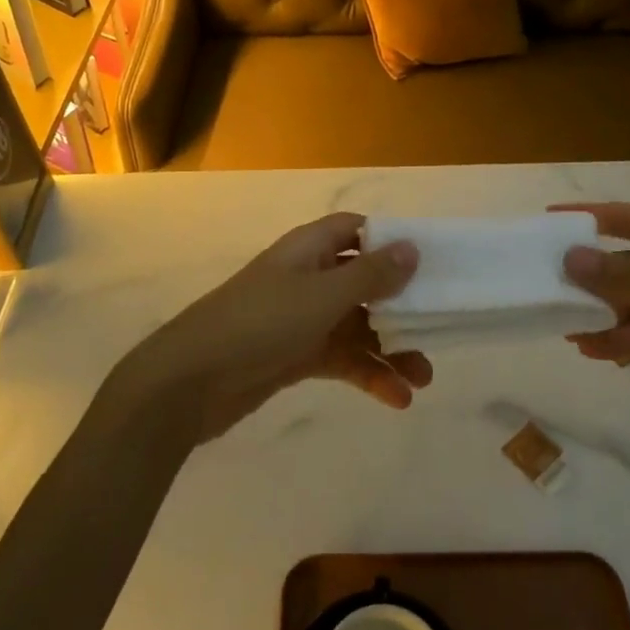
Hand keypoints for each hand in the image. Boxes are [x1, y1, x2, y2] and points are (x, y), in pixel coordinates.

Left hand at [122, 213, 428, 441]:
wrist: (192, 380)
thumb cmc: (261, 322)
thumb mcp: (323, 295)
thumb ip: (371, 274)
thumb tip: (412, 247)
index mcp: (311, 248)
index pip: (357, 230)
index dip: (392, 241)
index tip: (430, 263)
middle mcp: (310, 277)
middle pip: (366, 282)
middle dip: (401, 307)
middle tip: (437, 330)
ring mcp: (303, 318)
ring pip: (358, 326)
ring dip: (391, 349)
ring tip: (424, 379)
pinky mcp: (297, 355)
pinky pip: (342, 358)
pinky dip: (368, 374)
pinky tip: (396, 398)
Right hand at [558, 202, 629, 428]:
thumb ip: (629, 275)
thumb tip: (570, 258)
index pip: (623, 218)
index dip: (584, 218)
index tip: (544, 224)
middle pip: (624, 264)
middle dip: (587, 278)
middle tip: (544, 293)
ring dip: (602, 317)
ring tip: (566, 331)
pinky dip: (623, 344)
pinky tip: (599, 352)